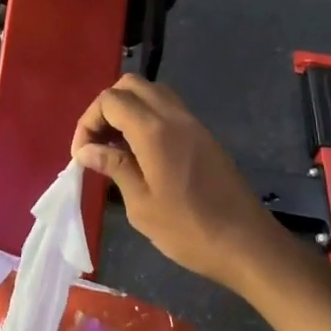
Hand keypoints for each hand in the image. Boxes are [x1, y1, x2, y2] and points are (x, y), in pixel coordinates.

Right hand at [72, 74, 285, 290]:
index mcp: (155, 131)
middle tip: (97, 142)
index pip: (110, 101)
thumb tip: (87, 150)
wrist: (248, 245)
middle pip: (131, 85)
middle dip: (106, 107)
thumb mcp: (142, 205)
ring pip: (151, 92)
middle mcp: (174, 117)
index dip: (88, 121)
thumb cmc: (189, 230)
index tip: (82, 155)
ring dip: (127, 109)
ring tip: (116, 145)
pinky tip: (141, 152)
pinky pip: (168, 109)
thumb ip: (115, 167)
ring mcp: (193, 124)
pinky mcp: (204, 136)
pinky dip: (147, 117)